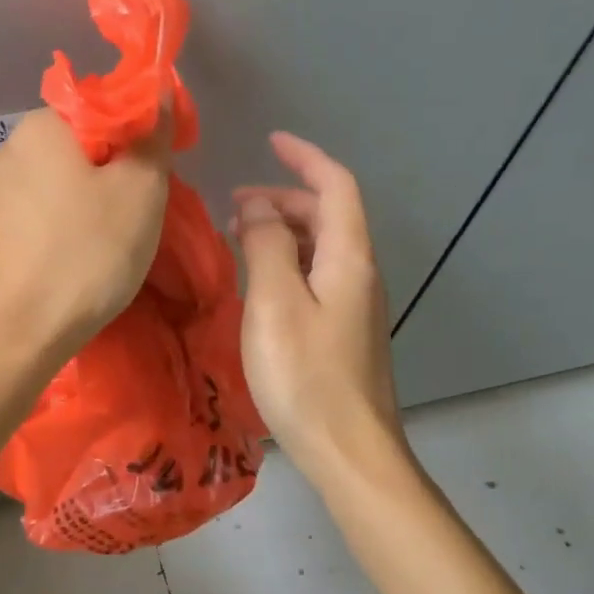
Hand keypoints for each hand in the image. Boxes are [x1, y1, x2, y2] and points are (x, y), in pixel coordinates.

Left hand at [0, 108, 170, 371]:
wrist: (14, 334)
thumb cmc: (85, 254)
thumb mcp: (140, 191)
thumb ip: (151, 138)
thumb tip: (155, 95)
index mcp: (40, 126)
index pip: (103, 108)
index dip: (139, 137)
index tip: (158, 176)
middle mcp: (8, 150)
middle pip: (79, 148)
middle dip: (113, 174)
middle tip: (139, 216)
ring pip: (58, 186)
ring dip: (88, 206)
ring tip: (109, 246)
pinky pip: (38, 218)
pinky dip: (62, 231)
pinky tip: (74, 263)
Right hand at [233, 133, 402, 481]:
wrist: (348, 451)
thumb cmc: (306, 376)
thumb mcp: (275, 303)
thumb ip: (265, 246)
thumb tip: (255, 208)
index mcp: (349, 258)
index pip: (336, 186)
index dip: (305, 157)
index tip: (271, 142)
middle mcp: (359, 274)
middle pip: (329, 215)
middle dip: (284, 197)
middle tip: (234, 205)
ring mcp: (354, 305)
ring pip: (321, 247)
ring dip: (283, 230)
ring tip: (238, 237)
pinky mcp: (343, 332)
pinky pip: (316, 277)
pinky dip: (287, 262)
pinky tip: (259, 282)